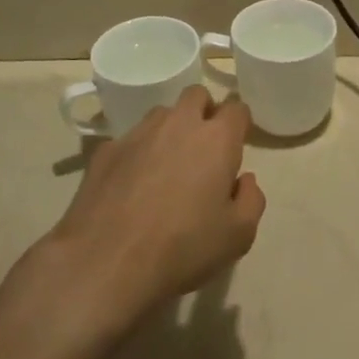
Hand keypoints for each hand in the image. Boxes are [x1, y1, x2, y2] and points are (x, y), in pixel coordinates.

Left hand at [46, 87, 265, 324]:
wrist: (106, 262)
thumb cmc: (182, 248)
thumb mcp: (238, 236)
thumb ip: (251, 200)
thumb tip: (245, 180)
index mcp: (216, 139)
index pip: (237, 108)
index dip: (239, 124)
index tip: (236, 145)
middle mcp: (178, 124)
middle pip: (197, 96)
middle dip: (204, 113)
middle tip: (203, 150)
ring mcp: (138, 133)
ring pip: (161, 115)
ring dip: (169, 131)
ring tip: (165, 168)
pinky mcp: (106, 150)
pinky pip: (129, 141)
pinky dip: (136, 155)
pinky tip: (130, 187)